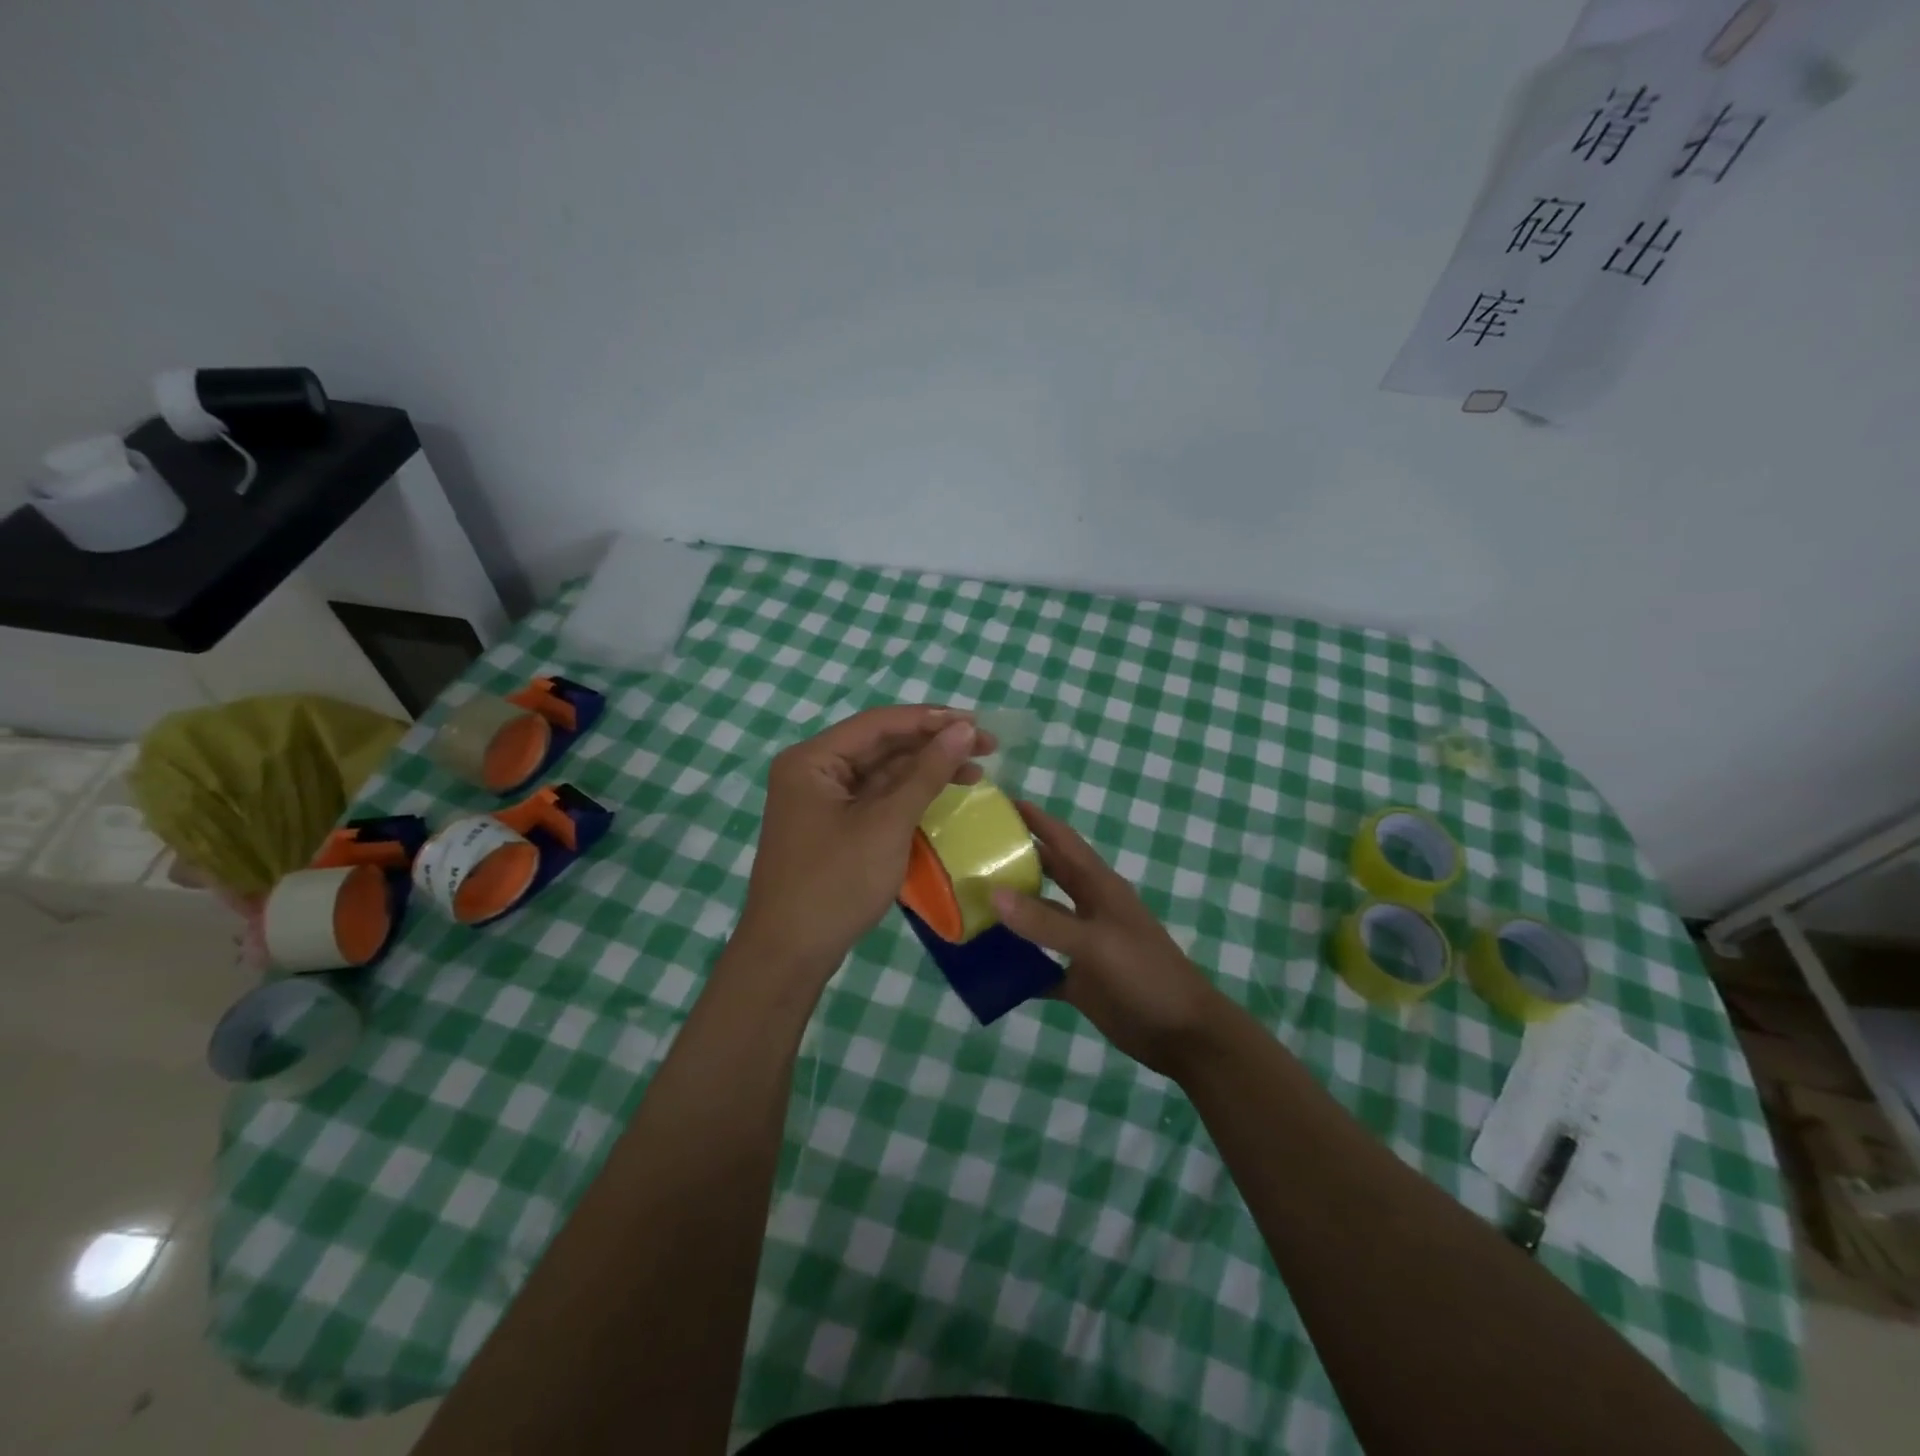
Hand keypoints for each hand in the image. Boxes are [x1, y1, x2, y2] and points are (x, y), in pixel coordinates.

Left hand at [734, 706, 988, 980]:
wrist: (790, 955)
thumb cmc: (836, 883)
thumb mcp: (887, 824)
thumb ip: (926, 773)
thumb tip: (962, 729)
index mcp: (813, 760)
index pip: (879, 723)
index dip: (931, 720)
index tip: (977, 724)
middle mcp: (813, 772)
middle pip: (881, 745)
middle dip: (933, 745)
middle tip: (985, 745)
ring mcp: (821, 802)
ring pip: (881, 773)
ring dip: (925, 771)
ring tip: (975, 772)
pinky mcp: (832, 827)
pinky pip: (875, 799)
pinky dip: (909, 796)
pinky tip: (942, 795)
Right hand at [992, 801, 1233, 1078]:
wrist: (1183, 1034)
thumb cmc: (1146, 974)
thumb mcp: (1096, 943)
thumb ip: (1045, 921)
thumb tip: (992, 893)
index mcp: (1098, 887)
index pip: (1061, 840)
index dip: (1034, 818)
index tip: (997, 802)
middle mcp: (1088, 908)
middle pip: (1045, 874)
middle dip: (1012, 860)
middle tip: (967, 853)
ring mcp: (1082, 944)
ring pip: (1038, 919)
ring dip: (1008, 913)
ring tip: (965, 905)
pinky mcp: (1078, 978)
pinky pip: (1039, 966)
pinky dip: (1015, 964)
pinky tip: (985, 965)